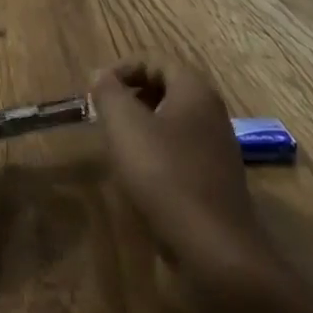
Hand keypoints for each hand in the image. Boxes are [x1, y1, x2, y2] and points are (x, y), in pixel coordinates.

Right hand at [93, 58, 266, 274]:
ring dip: (143, 127)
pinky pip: (181, 154)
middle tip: (103, 114)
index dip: (122, 68)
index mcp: (195, 90)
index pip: (155, 60)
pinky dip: (157, 155)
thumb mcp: (125, 125)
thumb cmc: (165, 175)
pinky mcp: (215, 183)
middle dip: (132, 96)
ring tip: (116, 145)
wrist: (215, 252)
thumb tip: (100, 73)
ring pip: (173, 123)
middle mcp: (211, 113)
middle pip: (166, 88)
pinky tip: (139, 178)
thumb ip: (108, 92)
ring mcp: (217, 150)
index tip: (95, 89)